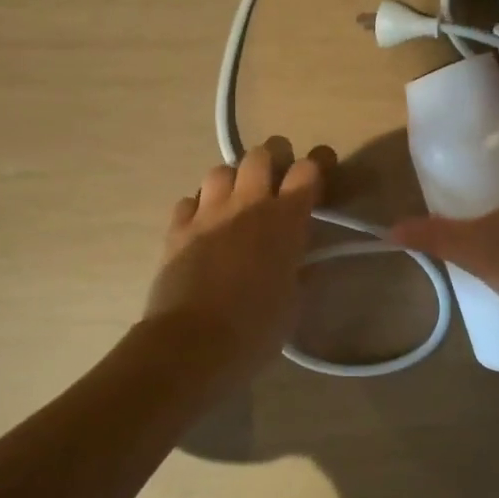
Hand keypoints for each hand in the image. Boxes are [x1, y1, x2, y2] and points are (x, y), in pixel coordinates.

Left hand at [144, 136, 333, 382]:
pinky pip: (189, 200)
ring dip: (233, 180)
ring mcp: (208, 212)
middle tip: (278, 178)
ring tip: (237, 200)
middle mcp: (247, 204)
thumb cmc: (256, 328)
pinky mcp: (177, 228)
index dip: (318, 165)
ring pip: (221, 170)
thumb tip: (302, 260)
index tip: (321, 172)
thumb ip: (300, 269)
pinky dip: (200, 207)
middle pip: (261, 154)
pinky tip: (204, 225)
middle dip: (274, 158)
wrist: (193, 343)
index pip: (307, 170)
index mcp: (285, 219)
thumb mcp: (293, 300)